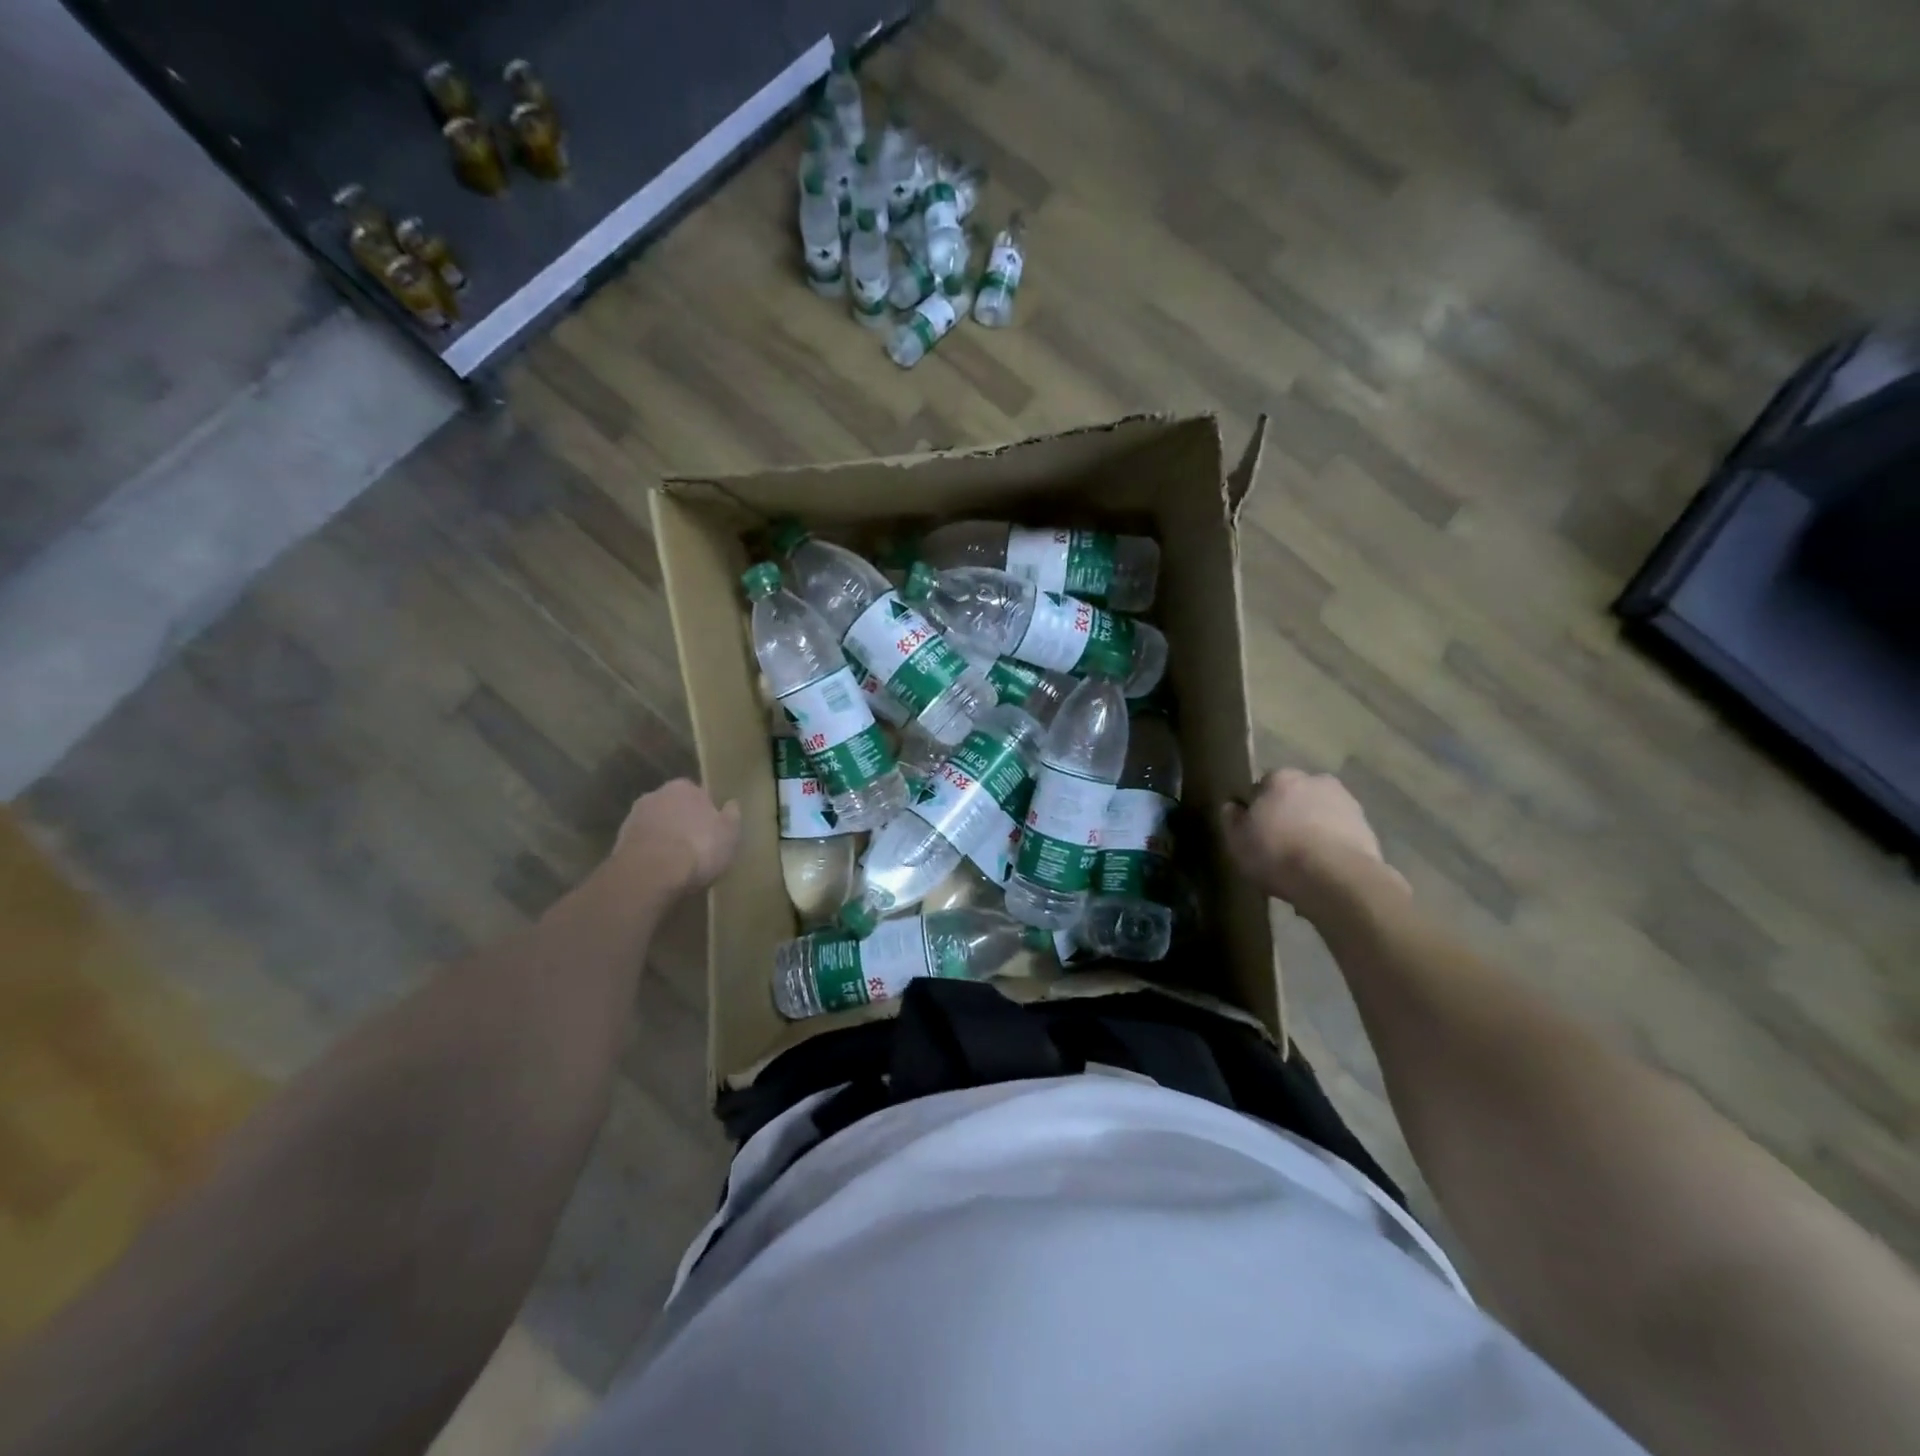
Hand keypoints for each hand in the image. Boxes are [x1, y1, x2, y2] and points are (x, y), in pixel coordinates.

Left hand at [614, 779, 741, 895]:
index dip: (706, 811)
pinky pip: (642, 845)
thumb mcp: (729, 834)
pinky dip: (650, 854)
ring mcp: (633, 818)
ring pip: (656, 825)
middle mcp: (655, 794)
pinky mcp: (618, 843)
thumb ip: (732, 816)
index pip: (698, 793)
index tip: (712, 830)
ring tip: (676, 862)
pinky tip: (660, 871)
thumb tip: (732, 804)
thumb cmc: (698, 848)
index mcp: (683, 787)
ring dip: (664, 838)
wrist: (651, 873)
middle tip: (695, 844)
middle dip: (682, 822)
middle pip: (674, 807)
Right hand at [1221, 769, 1408, 907]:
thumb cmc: (1278, 854)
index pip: (1262, 786)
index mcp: (1281, 778)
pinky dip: (1333, 845)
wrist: (1337, 879)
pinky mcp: (1367, 828)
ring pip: (1320, 813)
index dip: (1257, 808)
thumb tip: (1232, 807)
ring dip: (1313, 828)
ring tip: (1304, 860)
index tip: (1255, 830)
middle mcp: (1316, 780)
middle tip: (1280, 843)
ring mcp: (1346, 802)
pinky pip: (1341, 833)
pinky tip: (1324, 868)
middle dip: (1289, 814)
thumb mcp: (1237, 841)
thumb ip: (1231, 820)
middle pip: (1295, 796)